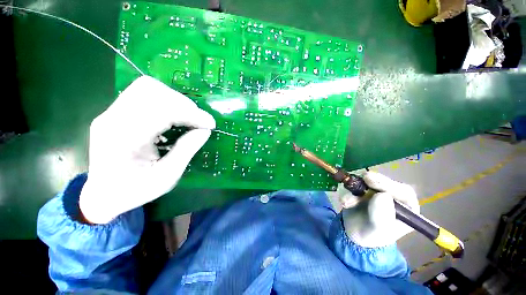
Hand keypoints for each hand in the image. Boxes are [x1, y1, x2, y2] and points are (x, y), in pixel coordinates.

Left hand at [79, 76, 215, 223]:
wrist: (102, 194)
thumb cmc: (134, 191)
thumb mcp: (166, 177)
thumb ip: (186, 151)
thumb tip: (204, 131)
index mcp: (123, 139)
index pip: (160, 110)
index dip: (190, 114)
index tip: (209, 124)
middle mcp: (112, 118)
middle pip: (151, 91)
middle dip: (184, 104)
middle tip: (199, 121)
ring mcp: (111, 112)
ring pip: (148, 88)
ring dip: (176, 101)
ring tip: (189, 117)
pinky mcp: (116, 112)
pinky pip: (145, 95)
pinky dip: (167, 102)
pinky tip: (176, 117)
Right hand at [340, 171, 419, 247]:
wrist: (353, 234)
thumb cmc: (371, 236)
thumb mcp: (378, 230)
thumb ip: (381, 215)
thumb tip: (382, 195)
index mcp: (406, 209)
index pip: (403, 192)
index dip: (390, 185)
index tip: (373, 182)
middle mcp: (393, 197)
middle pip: (385, 184)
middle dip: (374, 182)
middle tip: (364, 178)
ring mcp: (376, 191)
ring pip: (368, 183)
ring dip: (356, 189)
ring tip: (347, 202)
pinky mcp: (363, 189)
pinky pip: (355, 186)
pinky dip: (348, 192)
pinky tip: (344, 202)